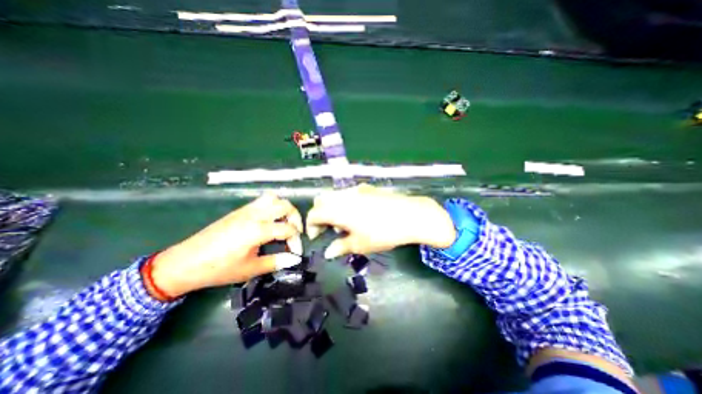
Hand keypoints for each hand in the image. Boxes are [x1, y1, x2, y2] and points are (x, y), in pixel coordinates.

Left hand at [150, 192, 302, 296]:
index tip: (296, 252)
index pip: (288, 228)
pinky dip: (272, 206)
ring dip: (284, 208)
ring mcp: (246, 210)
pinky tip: (269, 221)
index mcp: (258, 230)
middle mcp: (254, 215)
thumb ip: (276, 262)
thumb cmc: (218, 269)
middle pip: (285, 206)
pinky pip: (262, 201)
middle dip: (296, 218)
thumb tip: (295, 259)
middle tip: (294, 232)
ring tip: (284, 223)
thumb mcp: (250, 269)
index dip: (296, 240)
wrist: (184, 262)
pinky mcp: (239, 210)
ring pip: (273, 198)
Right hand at [308, 183, 455, 257]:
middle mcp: (343, 196)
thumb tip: (329, 252)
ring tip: (345, 223)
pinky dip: (344, 202)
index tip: (317, 237)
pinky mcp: (367, 188)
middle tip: (329, 229)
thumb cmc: (383, 233)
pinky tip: (358, 213)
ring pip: (335, 195)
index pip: (314, 213)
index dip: (311, 226)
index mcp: (337, 210)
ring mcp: (356, 190)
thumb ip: (341, 247)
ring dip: (332, 208)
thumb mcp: (360, 244)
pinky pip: (348, 193)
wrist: (410, 215)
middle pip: (321, 200)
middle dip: (320, 214)